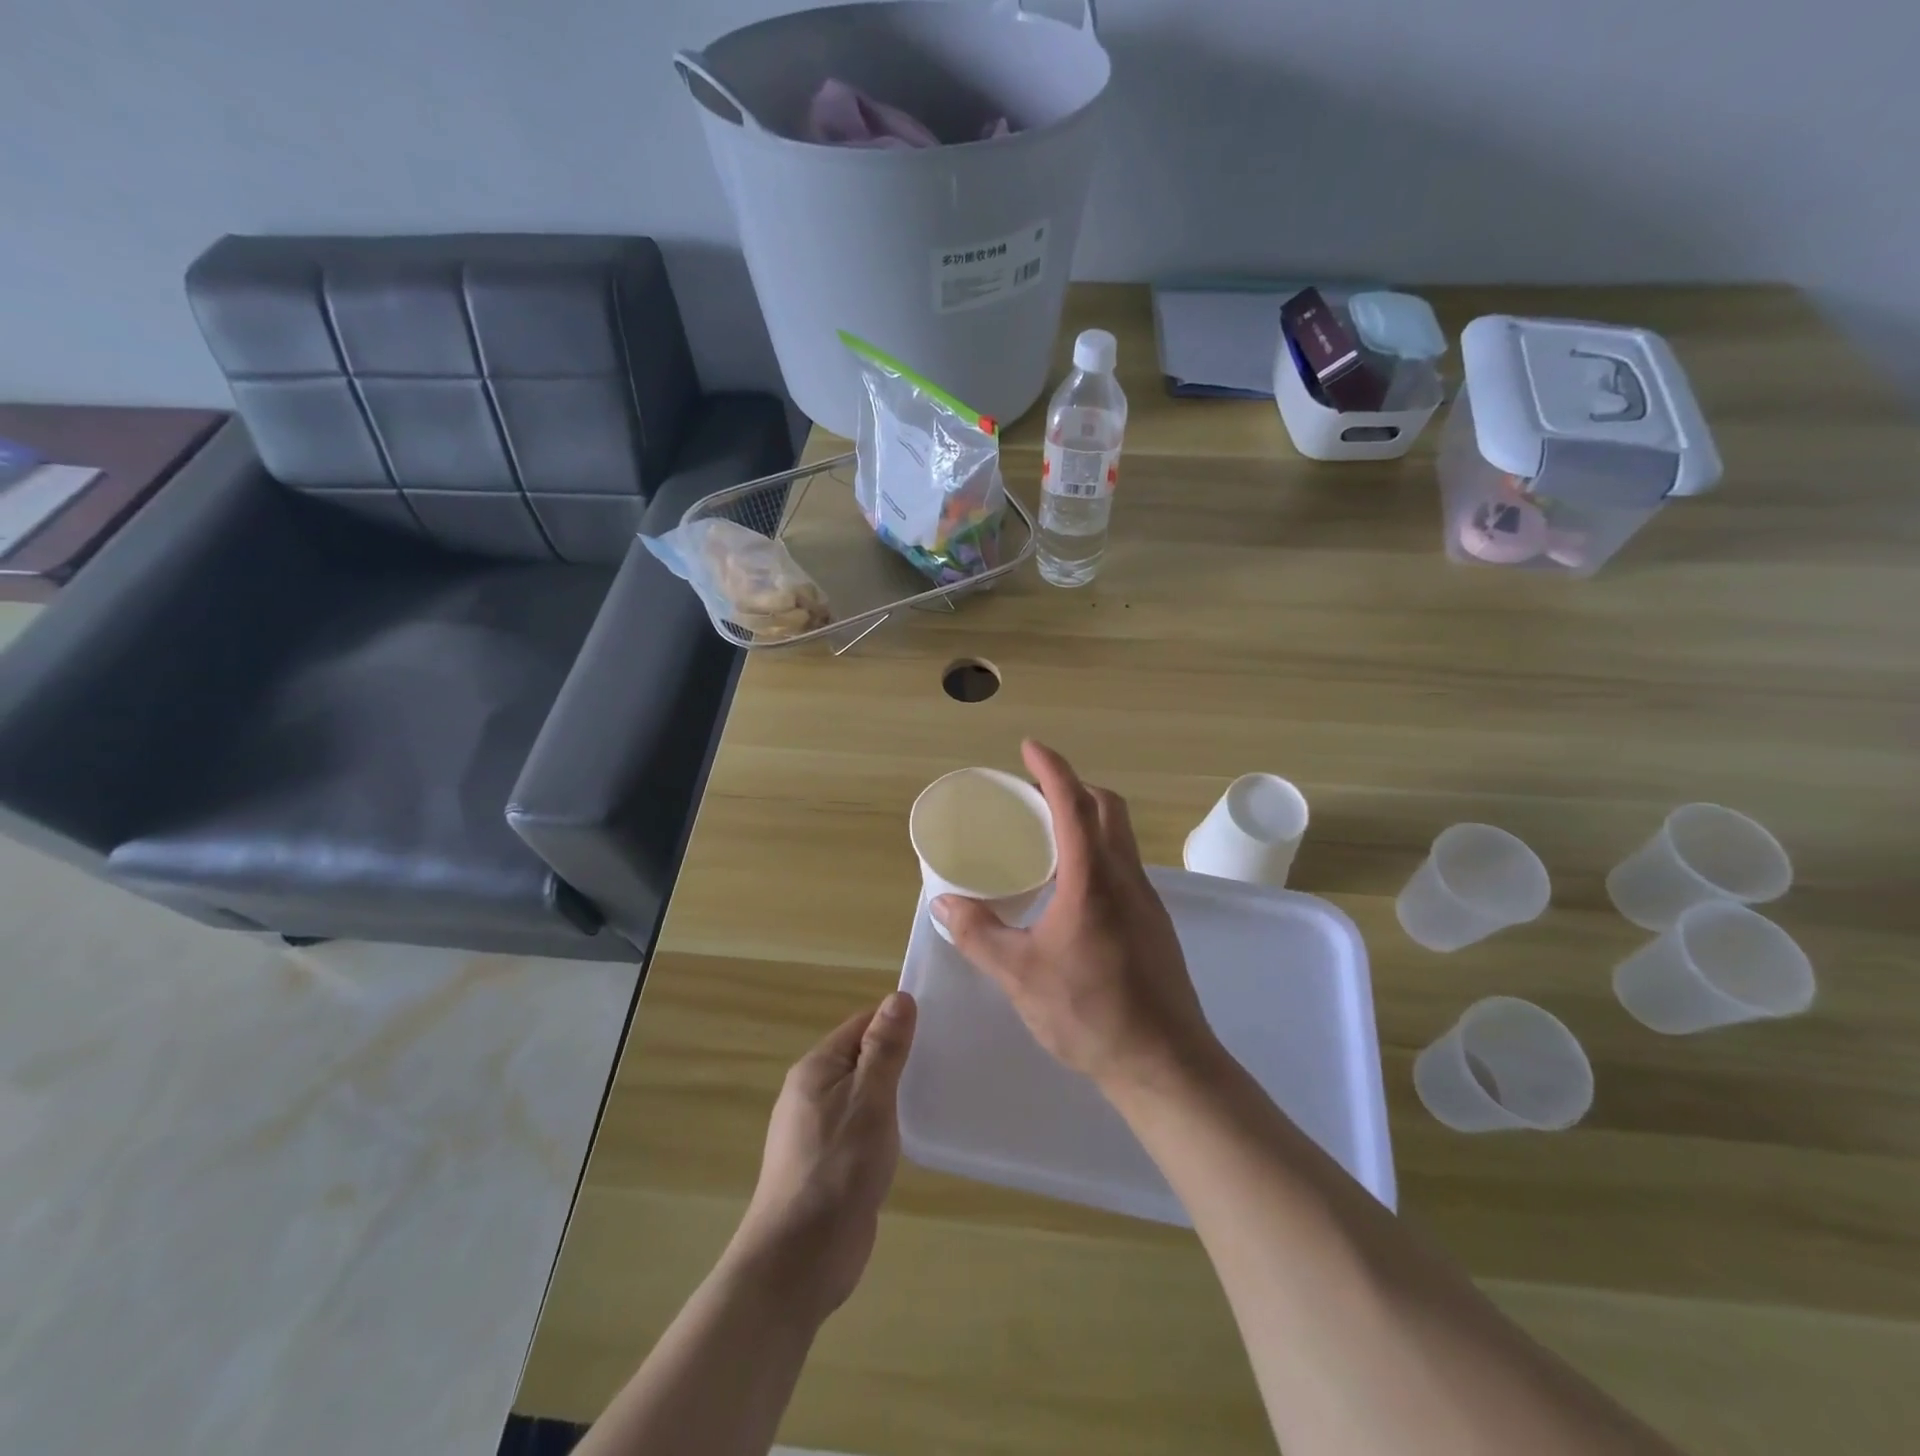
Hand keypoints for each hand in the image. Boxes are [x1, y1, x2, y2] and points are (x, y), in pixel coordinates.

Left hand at [731, 991, 916, 1321]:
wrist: (798, 1262)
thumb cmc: (836, 1169)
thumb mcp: (868, 1100)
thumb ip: (884, 1049)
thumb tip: (898, 997)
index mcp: (816, 1069)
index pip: (861, 1025)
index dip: (896, 1022)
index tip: (938, 1027)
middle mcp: (812, 1094)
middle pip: (861, 1058)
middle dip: (898, 1058)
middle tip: (945, 1059)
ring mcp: (818, 1132)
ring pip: (863, 1096)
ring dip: (894, 1094)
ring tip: (936, 1092)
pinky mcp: (830, 1166)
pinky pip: (862, 1129)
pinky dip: (886, 1125)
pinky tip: (912, 1135)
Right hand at [934, 740, 1220, 1095]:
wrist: (1165, 1064)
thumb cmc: (1090, 1013)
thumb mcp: (1019, 975)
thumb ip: (978, 934)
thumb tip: (945, 903)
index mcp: (1093, 879)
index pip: (1073, 804)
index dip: (1051, 769)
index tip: (1030, 747)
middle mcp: (1126, 878)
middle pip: (1108, 808)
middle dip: (1074, 787)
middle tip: (1036, 793)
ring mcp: (1147, 901)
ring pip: (1121, 837)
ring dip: (1089, 819)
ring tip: (1050, 835)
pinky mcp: (1154, 925)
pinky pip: (1125, 867)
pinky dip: (1098, 852)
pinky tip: (1072, 888)